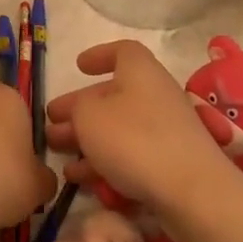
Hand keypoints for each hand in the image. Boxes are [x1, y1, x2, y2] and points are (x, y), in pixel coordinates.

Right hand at [44, 41, 233, 215]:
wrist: (191, 190)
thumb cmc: (133, 139)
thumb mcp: (89, 116)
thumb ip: (77, 107)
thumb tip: (81, 110)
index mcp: (140, 71)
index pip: (122, 51)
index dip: (99, 55)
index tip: (79, 67)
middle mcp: (155, 94)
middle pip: (112, 95)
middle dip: (79, 110)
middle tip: (51, 123)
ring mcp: (165, 130)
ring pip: (117, 128)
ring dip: (86, 139)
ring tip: (57, 153)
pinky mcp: (168, 162)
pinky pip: (130, 154)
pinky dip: (104, 162)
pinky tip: (80, 179)